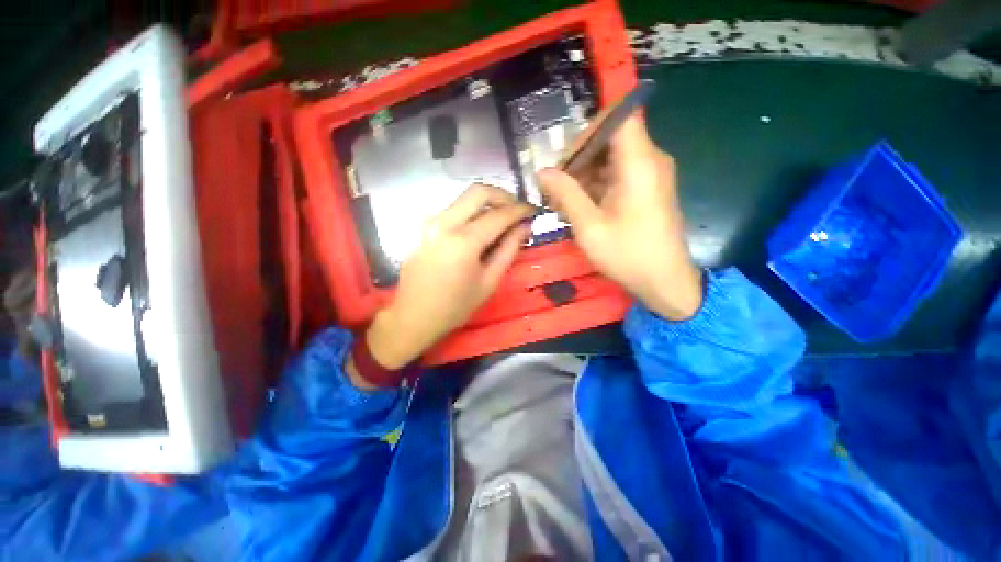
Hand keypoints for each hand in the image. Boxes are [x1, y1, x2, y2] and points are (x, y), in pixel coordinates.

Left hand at [347, 185, 532, 387]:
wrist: (414, 316)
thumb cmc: (456, 306)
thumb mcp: (489, 282)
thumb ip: (509, 250)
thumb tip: (524, 227)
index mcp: (464, 241)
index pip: (499, 214)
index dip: (520, 209)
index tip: (533, 210)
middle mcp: (445, 223)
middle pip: (478, 191)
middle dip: (503, 196)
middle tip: (517, 210)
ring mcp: (431, 223)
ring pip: (464, 198)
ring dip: (487, 203)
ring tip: (503, 219)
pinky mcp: (424, 228)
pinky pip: (454, 210)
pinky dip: (472, 212)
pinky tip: (481, 228)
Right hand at [538, 114, 702, 319]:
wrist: (665, 282)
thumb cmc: (628, 255)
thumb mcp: (589, 227)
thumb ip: (566, 194)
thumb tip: (542, 171)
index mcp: (639, 164)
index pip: (618, 116)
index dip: (588, 130)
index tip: (566, 158)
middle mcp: (649, 160)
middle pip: (610, 138)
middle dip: (579, 159)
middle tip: (555, 188)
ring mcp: (650, 174)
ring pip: (610, 158)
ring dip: (583, 175)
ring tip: (562, 202)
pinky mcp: (646, 188)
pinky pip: (617, 174)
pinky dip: (595, 185)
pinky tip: (578, 208)